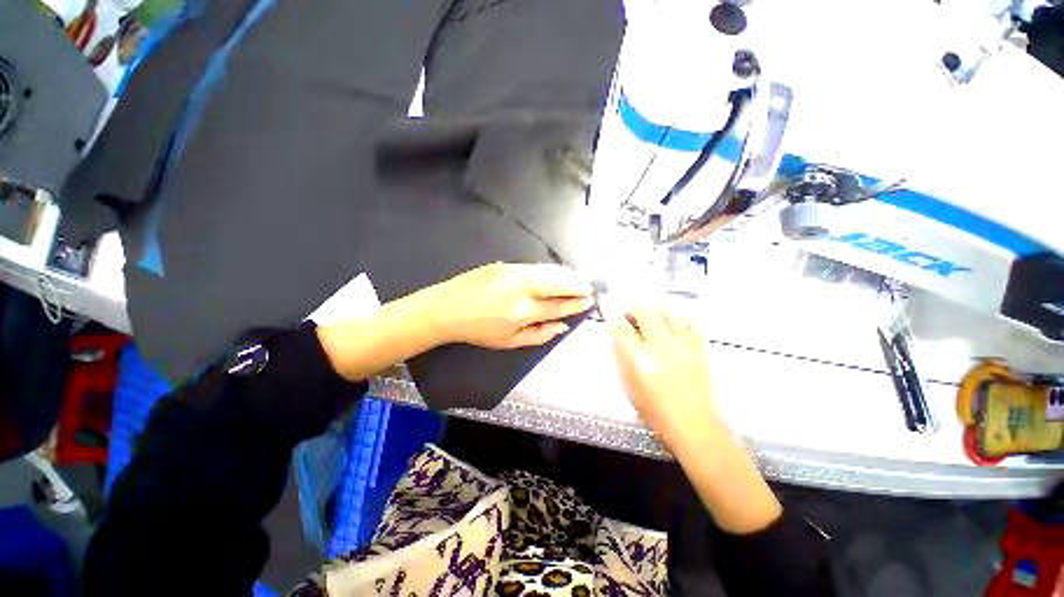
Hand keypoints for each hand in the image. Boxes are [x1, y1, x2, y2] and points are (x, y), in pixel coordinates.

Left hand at [421, 262, 593, 348]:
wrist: (446, 309)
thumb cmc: (478, 331)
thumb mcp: (509, 342)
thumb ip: (539, 335)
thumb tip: (563, 326)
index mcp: (522, 312)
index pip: (558, 305)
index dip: (575, 303)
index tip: (588, 300)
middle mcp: (521, 289)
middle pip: (557, 283)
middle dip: (576, 284)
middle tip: (589, 285)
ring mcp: (512, 273)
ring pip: (547, 271)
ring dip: (566, 274)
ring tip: (578, 277)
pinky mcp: (504, 264)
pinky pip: (533, 266)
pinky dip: (549, 269)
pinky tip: (555, 271)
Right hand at [609, 307, 781, 533]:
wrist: (692, 424)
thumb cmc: (654, 409)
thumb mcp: (628, 384)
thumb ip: (620, 356)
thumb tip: (617, 334)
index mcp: (640, 360)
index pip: (621, 327)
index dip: (611, 312)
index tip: (606, 304)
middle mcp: (662, 348)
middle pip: (646, 312)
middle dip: (634, 309)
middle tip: (630, 315)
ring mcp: (684, 346)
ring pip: (668, 312)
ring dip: (655, 312)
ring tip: (651, 320)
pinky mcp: (699, 348)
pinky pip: (688, 322)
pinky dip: (676, 320)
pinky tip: (671, 328)